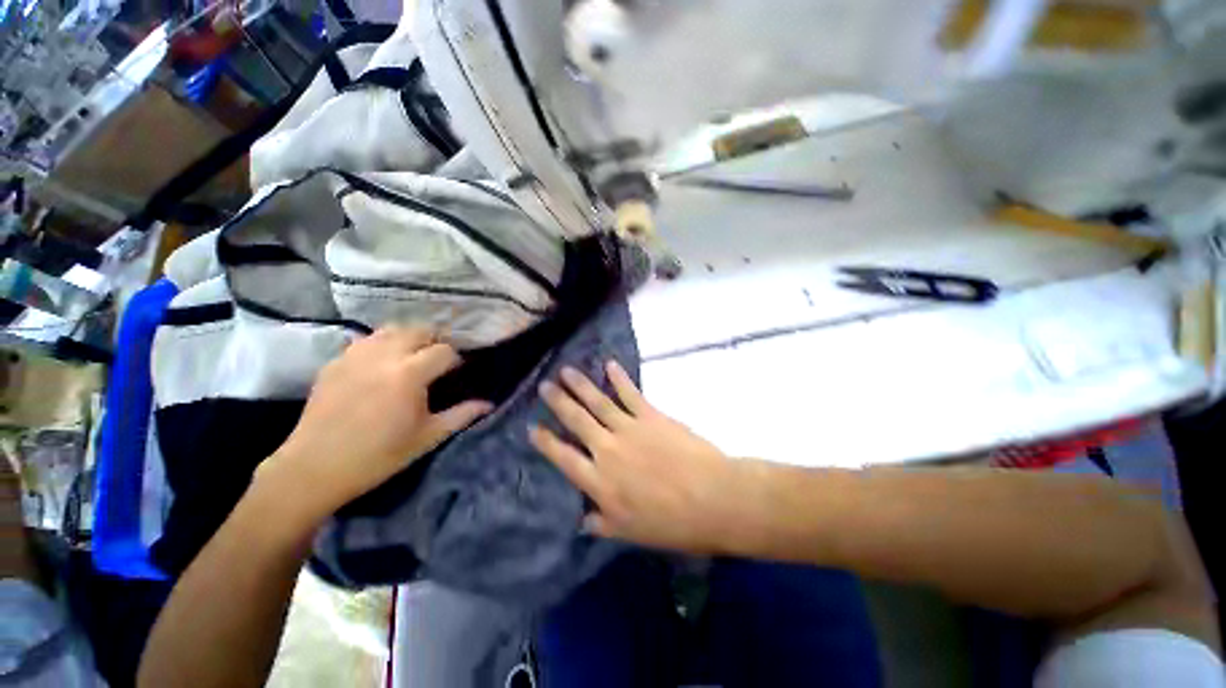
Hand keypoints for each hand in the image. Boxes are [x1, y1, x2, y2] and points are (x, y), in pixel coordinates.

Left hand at [261, 327, 491, 522]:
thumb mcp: (427, 437)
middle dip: (434, 341)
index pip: (444, 351)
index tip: (457, 372)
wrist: (314, 469)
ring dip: (407, 338)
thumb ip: (462, 415)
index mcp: (409, 375)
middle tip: (436, 361)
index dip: (456, 359)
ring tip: (411, 356)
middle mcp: (383, 357)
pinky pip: (364, 341)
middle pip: (418, 330)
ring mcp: (355, 356)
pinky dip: (380, 345)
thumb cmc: (379, 455)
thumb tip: (489, 403)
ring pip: (390, 329)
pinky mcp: (334, 362)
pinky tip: (381, 364)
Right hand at [529, 361, 741, 553]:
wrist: (712, 499)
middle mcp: (607, 450)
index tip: (532, 427)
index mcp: (600, 482)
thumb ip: (603, 523)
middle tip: (545, 386)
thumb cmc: (672, 523)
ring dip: (580, 385)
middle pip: (577, 421)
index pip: (563, 458)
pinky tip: (609, 365)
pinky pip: (630, 393)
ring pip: (598, 402)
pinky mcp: (650, 415)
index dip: (546, 442)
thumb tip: (582, 520)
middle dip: (558, 402)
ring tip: (566, 371)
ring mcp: (629, 428)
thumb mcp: (631, 533)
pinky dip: (619, 378)